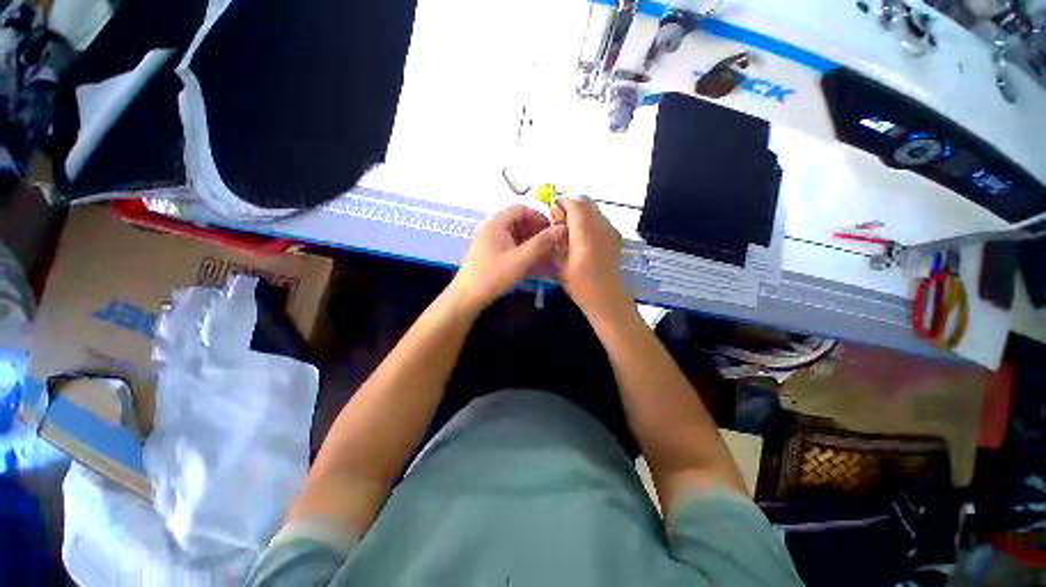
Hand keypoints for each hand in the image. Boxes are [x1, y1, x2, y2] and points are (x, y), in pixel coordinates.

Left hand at [450, 205, 564, 313]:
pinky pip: (509, 245)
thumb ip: (541, 243)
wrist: (467, 297)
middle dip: (536, 231)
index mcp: (496, 223)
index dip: (539, 216)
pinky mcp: (489, 253)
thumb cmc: (493, 275)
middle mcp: (491, 228)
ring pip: (515, 234)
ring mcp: (489, 241)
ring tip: (544, 254)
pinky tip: (532, 261)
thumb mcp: (520, 259)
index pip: (521, 209)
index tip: (553, 230)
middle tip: (551, 244)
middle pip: (518, 221)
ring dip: (531, 241)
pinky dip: (522, 250)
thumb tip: (561, 229)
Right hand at [551, 197, 629, 316]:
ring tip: (570, 234)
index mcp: (585, 232)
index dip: (561, 205)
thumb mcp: (560, 262)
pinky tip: (582, 241)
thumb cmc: (580, 284)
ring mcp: (611, 230)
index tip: (552, 218)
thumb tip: (555, 219)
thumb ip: (556, 237)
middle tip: (559, 226)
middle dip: (570, 208)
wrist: (607, 298)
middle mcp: (601, 225)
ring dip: (579, 215)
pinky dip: (589, 222)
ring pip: (593, 210)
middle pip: (585, 202)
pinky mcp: (615, 237)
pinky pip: (600, 220)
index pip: (573, 203)